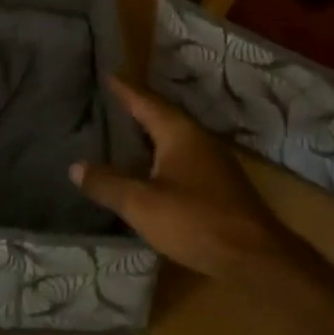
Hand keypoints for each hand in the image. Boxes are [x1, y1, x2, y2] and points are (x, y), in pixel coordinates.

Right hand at [70, 77, 278, 277]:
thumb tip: (76, 166)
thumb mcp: (142, 204)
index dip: (123, 89)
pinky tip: (146, 170)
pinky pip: (180, 159)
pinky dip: (159, 157)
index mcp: (178, 132)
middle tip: (106, 103)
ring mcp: (212, 163)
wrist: (258, 260)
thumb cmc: (196, 221)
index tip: (105, 74)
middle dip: (134, 109)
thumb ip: (108, 183)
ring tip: (119, 134)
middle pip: (160, 116)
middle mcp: (197, 139)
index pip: (144, 101)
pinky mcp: (219, 186)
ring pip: (172, 139)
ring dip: (147, 135)